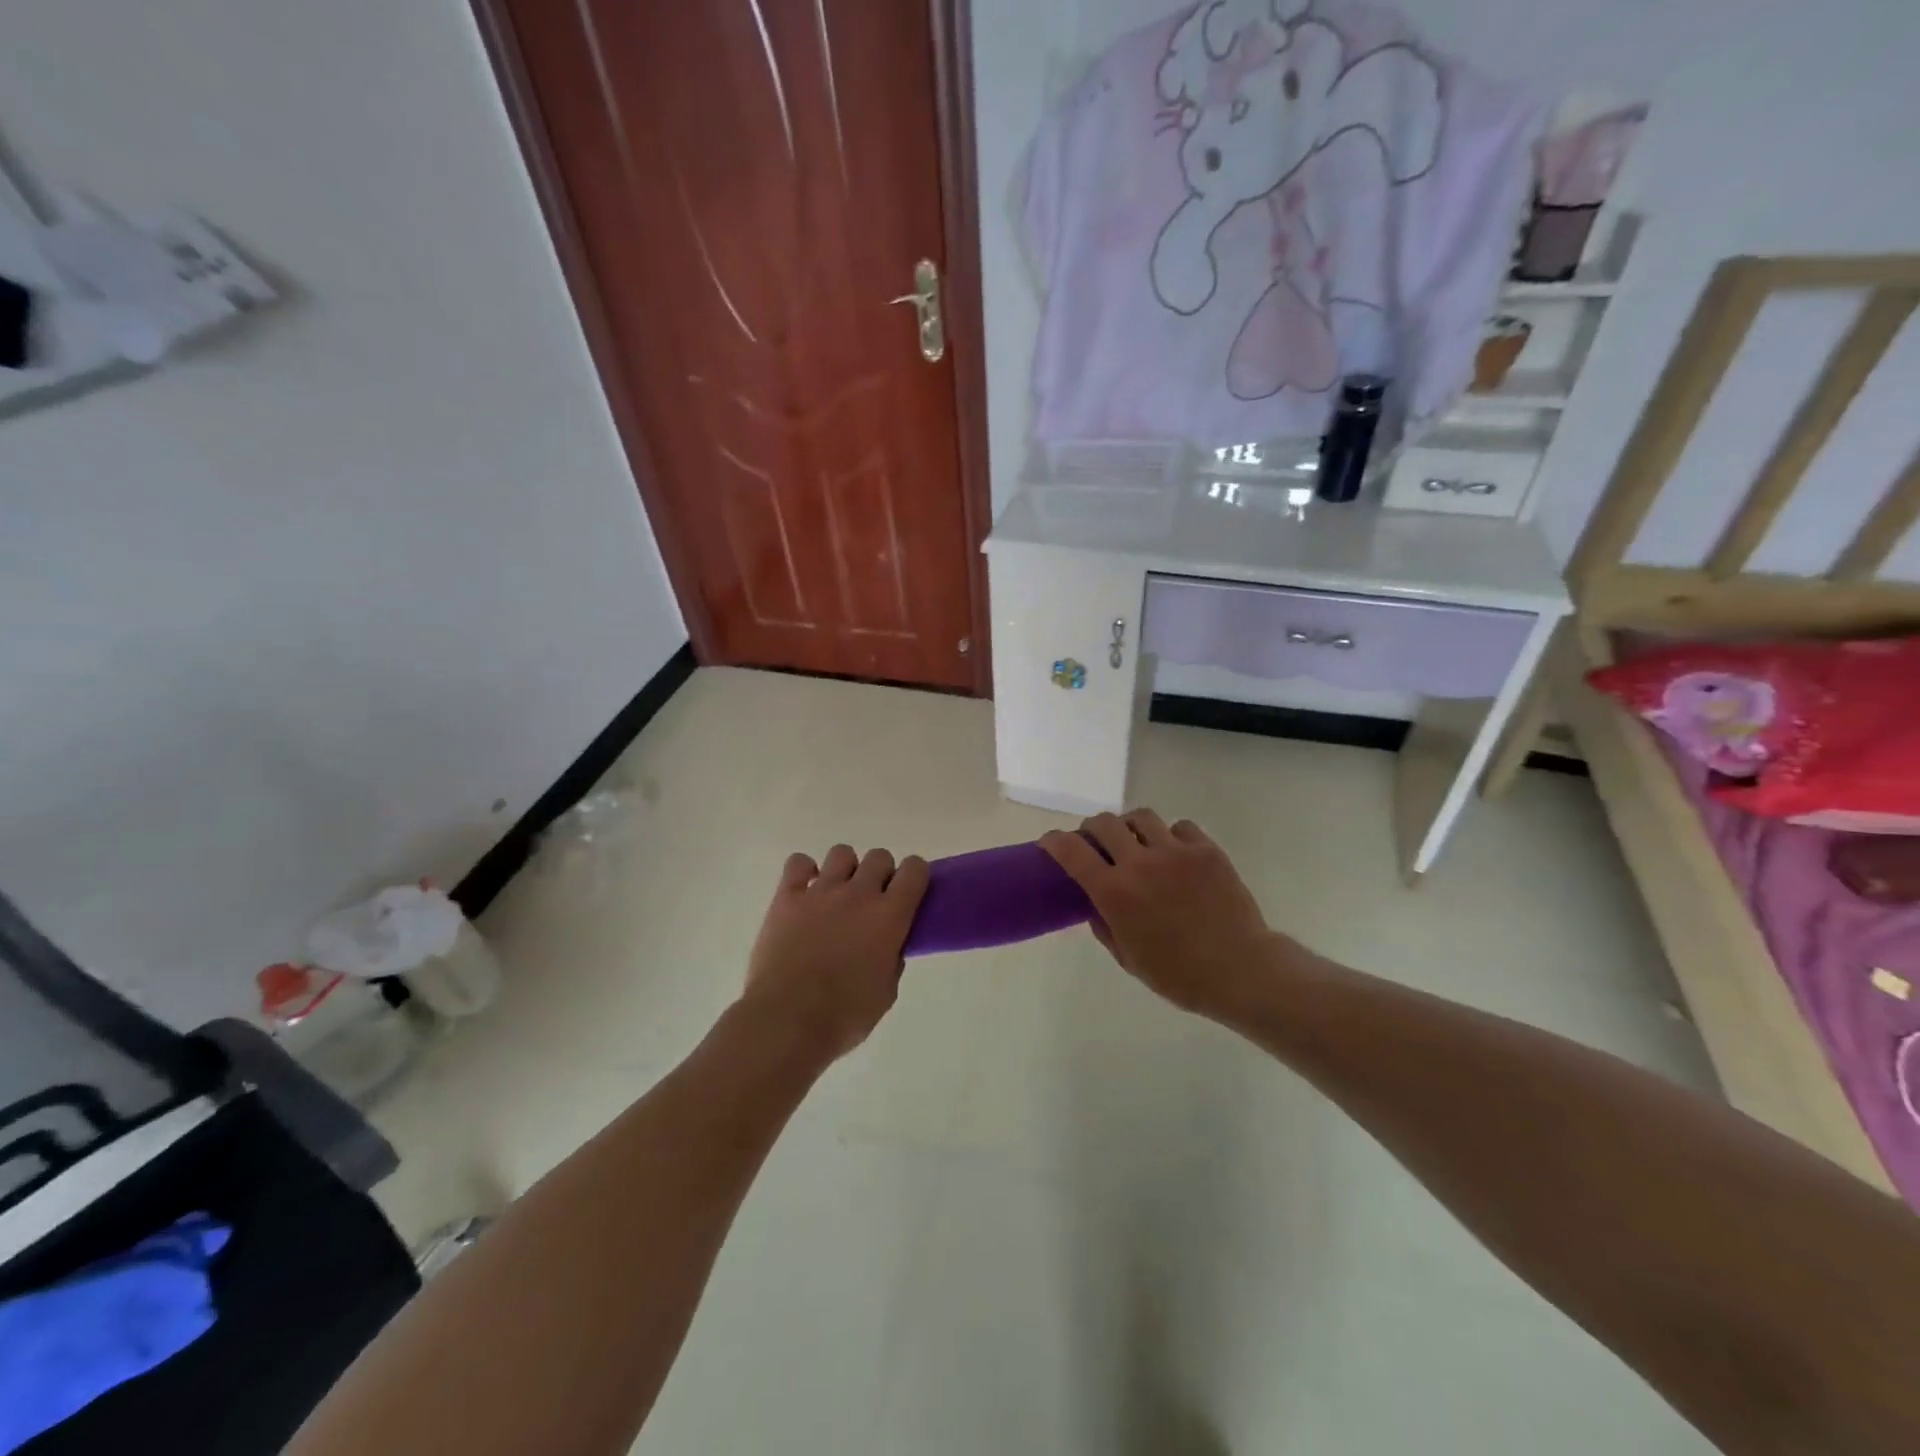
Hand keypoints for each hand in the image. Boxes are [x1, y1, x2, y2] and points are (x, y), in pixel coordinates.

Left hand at [741, 844, 928, 1062]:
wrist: (786, 1020)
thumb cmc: (844, 1016)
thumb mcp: (885, 993)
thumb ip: (892, 961)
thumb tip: (888, 948)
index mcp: (890, 916)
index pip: (915, 870)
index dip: (916, 876)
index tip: (909, 892)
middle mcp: (858, 894)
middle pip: (879, 857)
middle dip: (881, 874)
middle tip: (872, 901)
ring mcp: (820, 891)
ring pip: (842, 853)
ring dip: (846, 870)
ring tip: (838, 895)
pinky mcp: (787, 897)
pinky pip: (798, 863)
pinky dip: (805, 871)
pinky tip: (805, 891)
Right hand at [1040, 810, 1290, 1020]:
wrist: (1241, 970)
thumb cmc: (1178, 974)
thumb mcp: (1127, 958)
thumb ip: (1104, 924)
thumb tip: (1095, 902)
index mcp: (1114, 893)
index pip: (1071, 851)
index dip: (1054, 841)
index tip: (1050, 842)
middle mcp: (1140, 863)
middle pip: (1104, 823)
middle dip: (1092, 829)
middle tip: (1096, 842)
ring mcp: (1175, 852)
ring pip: (1141, 817)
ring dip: (1130, 827)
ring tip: (1137, 842)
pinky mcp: (1206, 849)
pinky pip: (1180, 827)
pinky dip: (1170, 836)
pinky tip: (1175, 854)